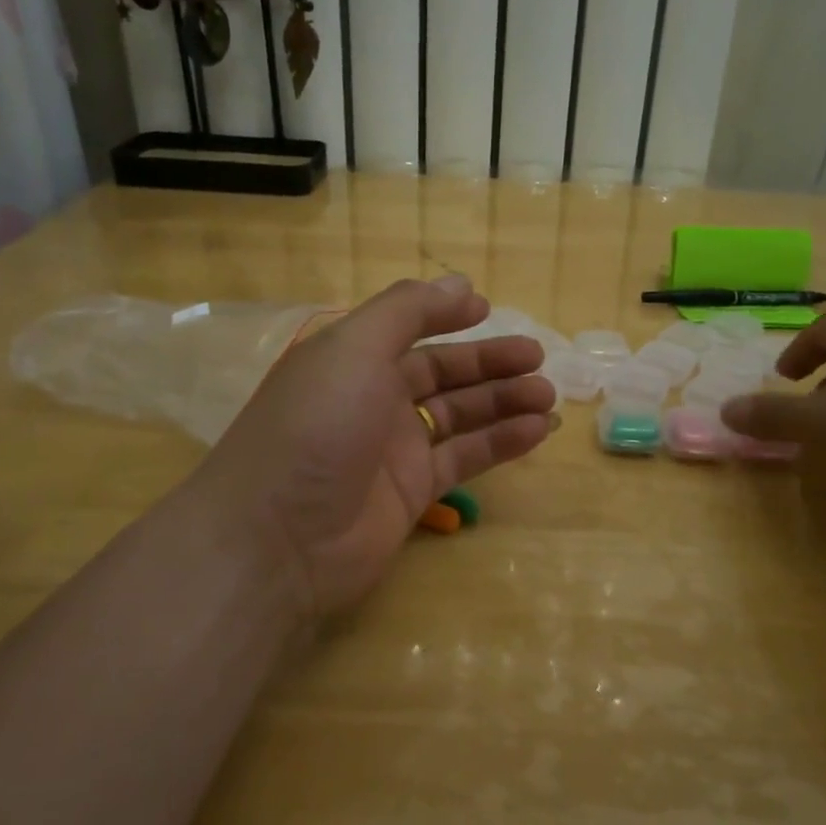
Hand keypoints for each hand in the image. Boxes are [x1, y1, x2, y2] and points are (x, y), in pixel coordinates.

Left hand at [185, 275, 554, 618]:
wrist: (278, 540)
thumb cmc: (316, 427)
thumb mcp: (354, 349)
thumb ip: (407, 311)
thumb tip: (463, 285)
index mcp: (350, 359)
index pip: (407, 328)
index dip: (446, 316)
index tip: (489, 309)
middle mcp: (372, 399)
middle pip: (441, 373)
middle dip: (489, 363)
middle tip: (538, 359)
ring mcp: (393, 449)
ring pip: (459, 415)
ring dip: (503, 402)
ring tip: (547, 396)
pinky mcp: (413, 493)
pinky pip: (464, 458)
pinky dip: (501, 443)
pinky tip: (537, 430)